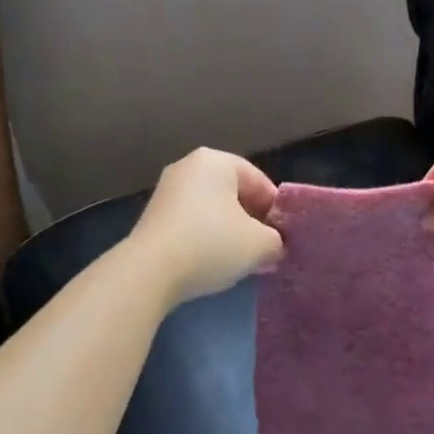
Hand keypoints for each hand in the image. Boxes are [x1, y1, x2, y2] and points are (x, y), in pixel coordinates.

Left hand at [127, 148, 284, 307]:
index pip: (259, 181)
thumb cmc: (210, 244)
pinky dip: (206, 238)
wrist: (148, 271)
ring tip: (242, 260)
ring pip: (212, 209)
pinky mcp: (153, 215)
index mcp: (216, 161)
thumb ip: (276, 241)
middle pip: (234, 193)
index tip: (284, 237)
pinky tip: (213, 262)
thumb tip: (273, 245)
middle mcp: (189, 166)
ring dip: (230, 232)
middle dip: (252, 221)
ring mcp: (167, 190)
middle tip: (266, 249)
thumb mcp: (260, 245)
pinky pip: (192, 222)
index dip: (276, 210)